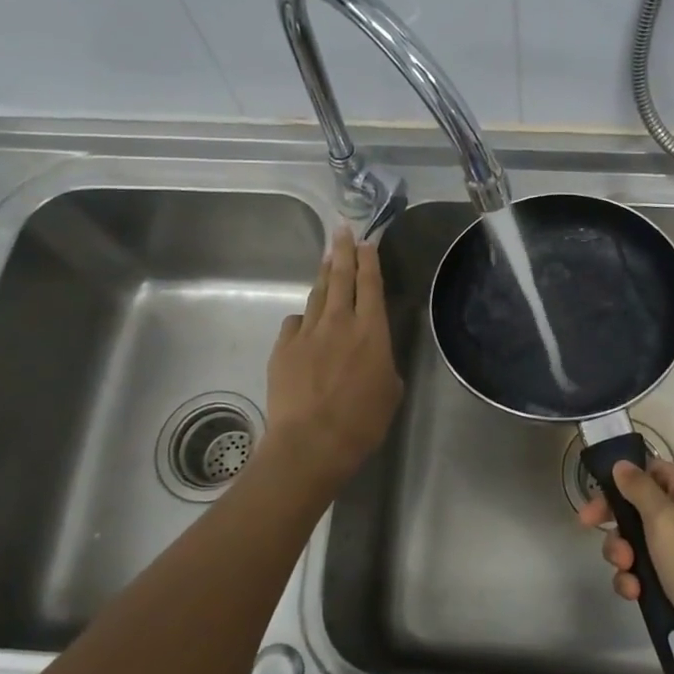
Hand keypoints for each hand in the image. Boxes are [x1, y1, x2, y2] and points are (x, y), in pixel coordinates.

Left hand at [263, 227, 403, 487]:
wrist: (310, 443)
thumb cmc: (361, 423)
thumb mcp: (390, 392)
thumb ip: (383, 365)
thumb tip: (373, 357)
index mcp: (371, 331)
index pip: (370, 284)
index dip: (369, 260)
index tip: (366, 241)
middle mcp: (339, 323)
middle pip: (341, 277)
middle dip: (342, 251)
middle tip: (342, 230)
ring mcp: (307, 333)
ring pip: (317, 295)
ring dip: (324, 276)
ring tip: (327, 260)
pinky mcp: (283, 348)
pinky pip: (295, 323)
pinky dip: (303, 318)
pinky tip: (305, 322)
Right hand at [578, 459, 673, 648]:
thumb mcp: (664, 520)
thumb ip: (639, 488)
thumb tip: (622, 464)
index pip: (652, 471)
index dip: (621, 480)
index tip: (595, 496)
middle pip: (640, 507)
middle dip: (617, 523)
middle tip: (589, 529)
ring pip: (639, 540)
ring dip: (624, 554)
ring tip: (626, 572)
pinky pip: (647, 568)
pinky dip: (636, 577)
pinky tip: (635, 592)